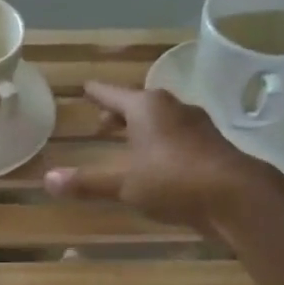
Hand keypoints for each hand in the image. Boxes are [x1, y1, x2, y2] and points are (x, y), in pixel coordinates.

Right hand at [44, 81, 272, 231]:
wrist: (235, 197)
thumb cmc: (172, 181)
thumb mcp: (124, 185)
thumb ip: (87, 182)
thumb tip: (48, 179)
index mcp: (147, 107)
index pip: (113, 94)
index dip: (97, 93)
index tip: (85, 87)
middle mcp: (173, 108)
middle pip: (139, 104)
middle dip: (119, 113)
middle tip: (102, 123)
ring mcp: (197, 125)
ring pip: (162, 120)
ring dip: (143, 128)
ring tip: (129, 143)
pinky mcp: (211, 146)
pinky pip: (178, 137)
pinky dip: (162, 143)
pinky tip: (159, 162)